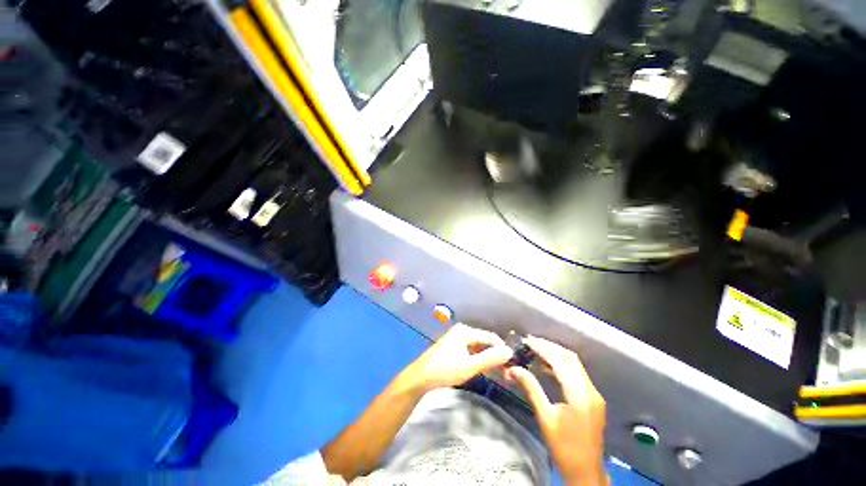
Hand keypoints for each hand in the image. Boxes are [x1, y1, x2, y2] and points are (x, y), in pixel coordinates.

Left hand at [404, 323, 513, 391]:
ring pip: (477, 346)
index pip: (490, 337)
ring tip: (496, 371)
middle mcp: (461, 331)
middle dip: (495, 354)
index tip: (511, 365)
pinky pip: (470, 350)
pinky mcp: (452, 347)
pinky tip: (481, 368)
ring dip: (487, 357)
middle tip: (505, 371)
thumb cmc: (445, 370)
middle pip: (484, 341)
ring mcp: (456, 338)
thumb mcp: (469, 366)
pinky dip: (477, 358)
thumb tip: (509, 352)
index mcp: (465, 331)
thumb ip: (490, 358)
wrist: (420, 378)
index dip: (502, 350)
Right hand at [505, 336, 606, 485]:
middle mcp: (590, 391)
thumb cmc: (564, 448)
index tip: (527, 341)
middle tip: (530, 342)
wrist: (586, 473)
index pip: (561, 362)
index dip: (543, 348)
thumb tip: (514, 368)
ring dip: (555, 354)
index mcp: (580, 395)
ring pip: (574, 364)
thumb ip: (531, 389)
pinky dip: (561, 365)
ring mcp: (593, 394)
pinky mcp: (592, 398)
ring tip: (535, 349)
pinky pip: (576, 373)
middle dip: (550, 347)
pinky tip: (547, 366)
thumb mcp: (545, 418)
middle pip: (570, 358)